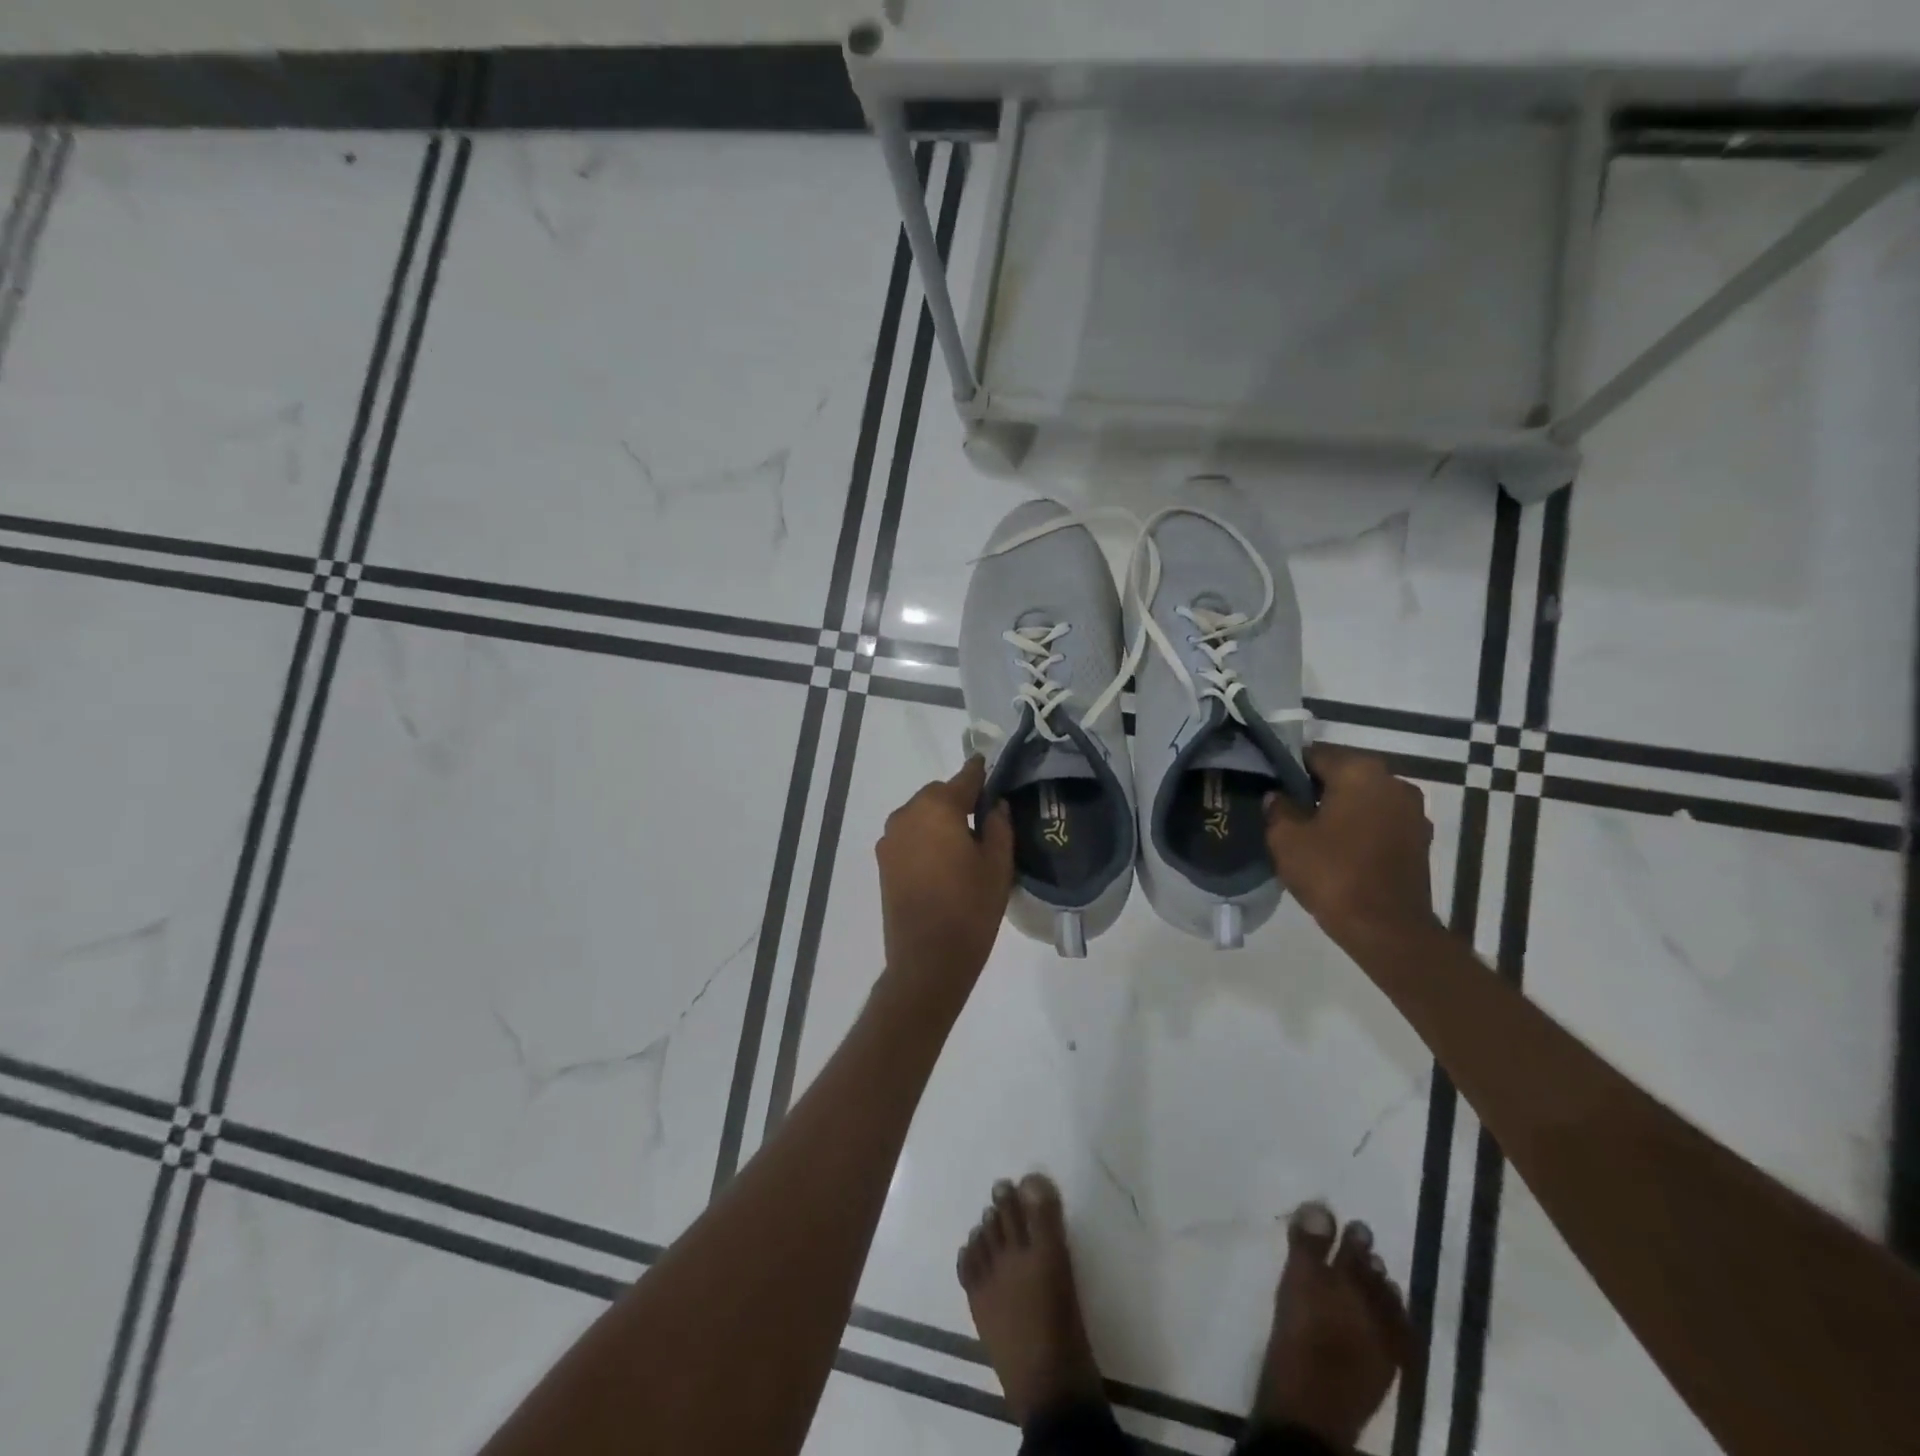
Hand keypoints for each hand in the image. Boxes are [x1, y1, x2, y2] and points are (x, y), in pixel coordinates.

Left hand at [876, 757, 1014, 998]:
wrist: (927, 960)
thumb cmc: (970, 908)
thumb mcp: (998, 865)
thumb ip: (998, 825)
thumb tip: (994, 804)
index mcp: (938, 807)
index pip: (965, 778)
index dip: (981, 774)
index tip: (992, 771)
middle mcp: (907, 814)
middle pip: (939, 795)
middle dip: (960, 802)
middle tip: (984, 823)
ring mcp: (890, 839)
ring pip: (921, 816)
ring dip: (940, 821)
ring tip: (963, 847)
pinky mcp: (883, 862)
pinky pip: (910, 837)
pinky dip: (925, 839)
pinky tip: (943, 863)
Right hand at [1265, 745, 1441, 948]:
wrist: (1387, 929)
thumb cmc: (1332, 874)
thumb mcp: (1286, 839)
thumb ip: (1278, 809)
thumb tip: (1279, 797)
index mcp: (1360, 772)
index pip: (1314, 754)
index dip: (1288, 769)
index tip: (1270, 786)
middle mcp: (1393, 782)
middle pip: (1343, 774)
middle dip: (1316, 788)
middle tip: (1287, 810)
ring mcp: (1413, 812)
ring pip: (1364, 799)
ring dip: (1340, 809)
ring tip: (1312, 832)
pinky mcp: (1420, 840)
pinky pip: (1380, 822)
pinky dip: (1360, 828)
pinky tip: (1339, 850)